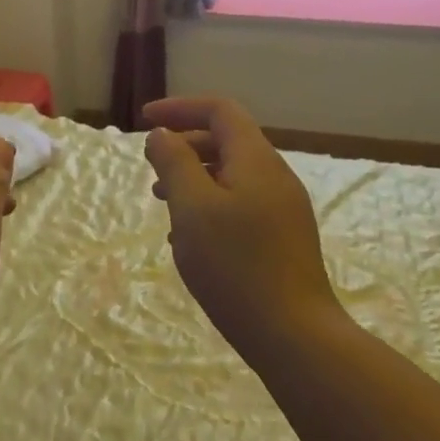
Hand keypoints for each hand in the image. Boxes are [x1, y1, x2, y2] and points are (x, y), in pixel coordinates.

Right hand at [143, 96, 343, 361]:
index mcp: (256, 160)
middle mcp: (275, 176)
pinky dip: (211, 206)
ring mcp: (284, 208)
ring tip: (164, 204)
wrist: (293, 333)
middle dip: (185, 146)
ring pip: (233, 176)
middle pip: (228, 141)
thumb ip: (175, 163)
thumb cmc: (236, 266)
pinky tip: (192, 239)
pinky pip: (242, 205)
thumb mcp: (193, 209)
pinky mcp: (284, 238)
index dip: (180, 107)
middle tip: (152, 170)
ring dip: (196, 179)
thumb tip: (162, 134)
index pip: (220, 110)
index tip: (145, 119)